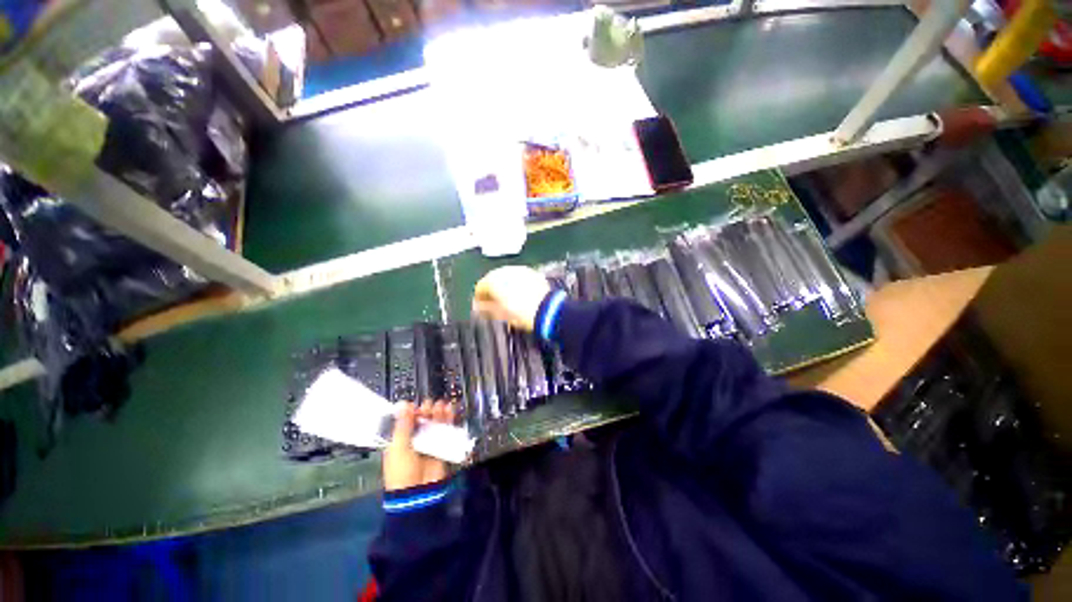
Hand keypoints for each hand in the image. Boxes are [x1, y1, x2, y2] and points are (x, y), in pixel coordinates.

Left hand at [383, 401, 455, 490]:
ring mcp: (428, 442)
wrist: (418, 491)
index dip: (410, 412)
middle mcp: (414, 439)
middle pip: (421, 420)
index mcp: (399, 440)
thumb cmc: (402, 470)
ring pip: (434, 423)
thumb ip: (403, 424)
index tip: (414, 406)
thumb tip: (404, 404)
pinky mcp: (441, 445)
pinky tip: (449, 410)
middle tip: (429, 405)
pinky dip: (448, 419)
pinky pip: (445, 429)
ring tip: (441, 405)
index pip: (406, 421)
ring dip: (438, 413)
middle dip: (426, 411)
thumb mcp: (398, 446)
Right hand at [472, 266, 550, 331]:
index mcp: (493, 280)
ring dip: (505, 287)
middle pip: (493, 280)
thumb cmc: (521, 313)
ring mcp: (519, 270)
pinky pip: (519, 278)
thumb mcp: (500, 314)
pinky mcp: (532, 272)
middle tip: (495, 304)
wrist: (547, 309)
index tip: (482, 308)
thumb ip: (485, 309)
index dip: (479, 299)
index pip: (480, 287)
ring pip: (507, 277)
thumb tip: (479, 307)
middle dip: (493, 291)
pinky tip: (521, 295)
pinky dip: (517, 285)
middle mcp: (505, 271)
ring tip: (508, 300)